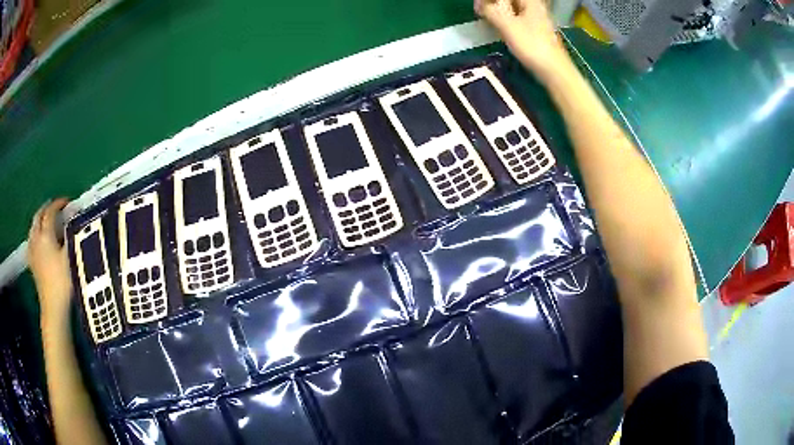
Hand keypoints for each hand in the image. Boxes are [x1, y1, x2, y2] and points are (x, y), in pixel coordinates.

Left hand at [28, 198, 72, 318]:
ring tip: (45, 220)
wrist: (53, 307)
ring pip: (33, 227)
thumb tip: (75, 222)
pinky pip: (31, 241)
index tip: (68, 202)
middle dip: (46, 208)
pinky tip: (37, 239)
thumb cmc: (63, 281)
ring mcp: (32, 251)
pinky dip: (34, 235)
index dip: (59, 204)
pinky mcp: (32, 263)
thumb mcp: (70, 257)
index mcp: (46, 234)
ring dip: (39, 220)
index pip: (51, 211)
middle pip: (39, 216)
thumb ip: (71, 237)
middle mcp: (36, 238)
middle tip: (55, 207)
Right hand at [475, 0, 571, 79]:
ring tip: (487, 19)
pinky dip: (507, 20)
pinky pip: (518, 19)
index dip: (490, 0)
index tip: (479, 6)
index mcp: (530, 1)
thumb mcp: (507, 25)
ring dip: (499, 12)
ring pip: (514, 9)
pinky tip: (501, 28)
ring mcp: (537, 19)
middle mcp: (535, 6)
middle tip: (481, 11)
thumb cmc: (531, 45)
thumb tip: (480, 4)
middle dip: (495, 4)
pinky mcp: (536, 31)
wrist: (554, 70)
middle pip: (511, 1)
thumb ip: (491, 11)